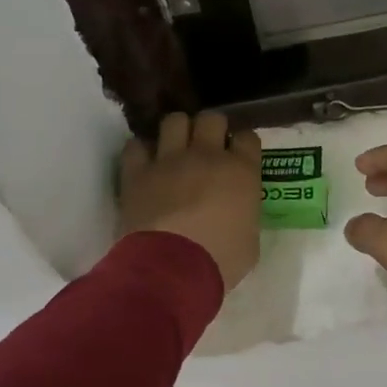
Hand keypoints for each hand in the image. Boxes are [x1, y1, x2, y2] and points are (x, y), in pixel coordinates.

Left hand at [119, 113, 261, 289]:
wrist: (173, 268)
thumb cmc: (220, 260)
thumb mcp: (250, 240)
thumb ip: (245, 215)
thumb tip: (238, 214)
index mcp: (241, 171)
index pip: (247, 138)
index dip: (242, 144)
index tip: (238, 155)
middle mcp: (207, 155)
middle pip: (211, 119)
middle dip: (210, 129)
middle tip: (207, 147)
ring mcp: (170, 160)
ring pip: (174, 121)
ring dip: (177, 131)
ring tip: (175, 148)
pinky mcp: (138, 172)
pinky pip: (136, 146)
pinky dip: (141, 151)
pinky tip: (144, 163)